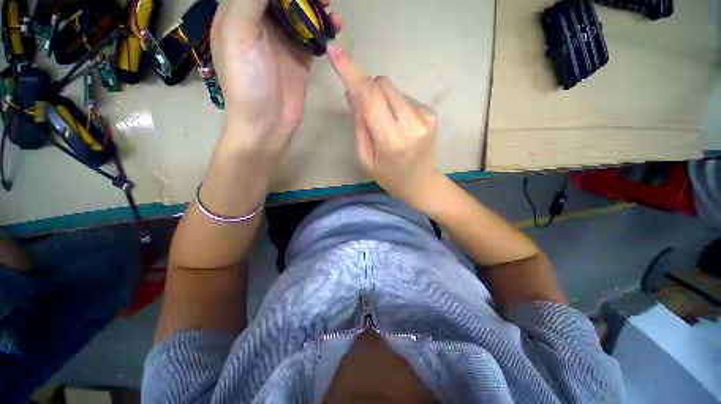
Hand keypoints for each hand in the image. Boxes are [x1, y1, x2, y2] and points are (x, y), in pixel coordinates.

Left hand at [211, 0, 342, 156]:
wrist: (267, 125)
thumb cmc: (247, 81)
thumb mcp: (240, 33)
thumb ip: (253, 1)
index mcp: (238, 12)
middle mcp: (260, 23)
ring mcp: (282, 42)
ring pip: (300, 13)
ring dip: (316, 8)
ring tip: (332, 9)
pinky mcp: (299, 59)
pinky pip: (313, 37)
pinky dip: (324, 29)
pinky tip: (336, 26)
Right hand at [327, 42, 443, 207]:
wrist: (422, 183)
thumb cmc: (389, 177)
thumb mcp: (366, 158)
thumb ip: (359, 125)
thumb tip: (352, 93)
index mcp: (391, 140)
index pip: (369, 96)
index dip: (351, 72)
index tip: (335, 52)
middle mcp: (411, 123)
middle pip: (382, 84)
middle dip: (368, 90)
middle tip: (368, 113)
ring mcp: (425, 116)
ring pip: (393, 88)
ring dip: (382, 100)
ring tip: (387, 125)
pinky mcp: (431, 113)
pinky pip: (405, 97)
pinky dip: (395, 106)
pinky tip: (400, 126)